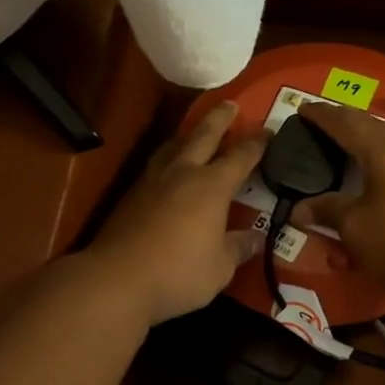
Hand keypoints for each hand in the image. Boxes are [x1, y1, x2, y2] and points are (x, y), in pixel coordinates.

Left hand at [87, 102, 266, 325]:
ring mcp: (153, 181)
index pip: (240, 157)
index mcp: (211, 187)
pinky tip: (168, 169)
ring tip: (194, 133)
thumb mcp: (219, 268)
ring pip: (173, 146)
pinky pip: (156, 165)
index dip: (256, 143)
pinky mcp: (131, 195)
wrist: (116, 279)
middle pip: (203, 135)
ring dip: (188, 135)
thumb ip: (238, 248)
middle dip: (219, 119)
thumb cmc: (178, 273)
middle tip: (230, 105)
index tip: (268, 131)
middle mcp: (183, 173)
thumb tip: (255, 238)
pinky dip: (168, 158)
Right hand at [290, 102, 384, 311]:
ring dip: (370, 145)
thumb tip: (299, 209)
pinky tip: (382, 175)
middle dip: (345, 127)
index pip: (346, 122)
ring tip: (350, 153)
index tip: (303, 110)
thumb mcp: (356, 229)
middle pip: (372, 127)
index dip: (322, 115)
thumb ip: (327, 210)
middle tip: (321, 131)